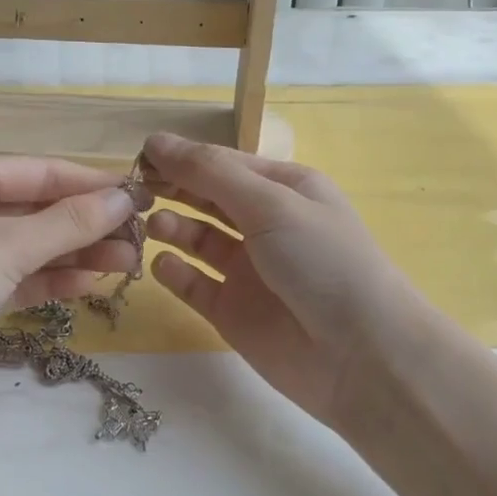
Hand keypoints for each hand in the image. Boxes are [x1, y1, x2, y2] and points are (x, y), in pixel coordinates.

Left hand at [0, 154, 146, 440]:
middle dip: (88, 223)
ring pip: (30, 246)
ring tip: (130, 263)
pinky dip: (51, 279)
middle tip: (142, 238)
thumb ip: (70, 222)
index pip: (40, 171)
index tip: (142, 197)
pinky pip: (17, 278)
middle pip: (37, 209)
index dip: (92, 184)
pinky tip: (89, 282)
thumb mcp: (8, 244)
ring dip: (77, 253)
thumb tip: (124, 198)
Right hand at [141, 132, 430, 435]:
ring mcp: (248, 270)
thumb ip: (211, 173)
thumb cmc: (322, 261)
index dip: (183, 157)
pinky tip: (163, 265)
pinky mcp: (233, 311)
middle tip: (134, 190)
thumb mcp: (271, 203)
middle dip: (174, 189)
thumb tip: (157, 140)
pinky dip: (176, 273)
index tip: (139, 155)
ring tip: (153, 226)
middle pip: (208, 198)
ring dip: (173, 228)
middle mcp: (265, 225)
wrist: (362, 355)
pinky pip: (195, 284)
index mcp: (284, 190)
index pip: (223, 163)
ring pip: (198, 240)